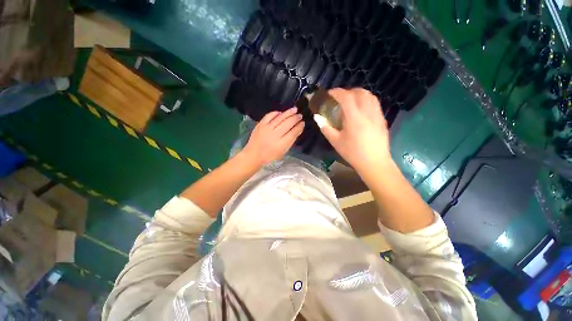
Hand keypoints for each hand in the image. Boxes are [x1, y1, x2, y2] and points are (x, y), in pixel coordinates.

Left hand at [242, 107, 304, 165]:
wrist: (254, 155)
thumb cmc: (270, 156)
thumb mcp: (283, 152)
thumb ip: (290, 141)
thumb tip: (298, 130)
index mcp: (281, 144)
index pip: (293, 132)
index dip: (299, 127)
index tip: (303, 123)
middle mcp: (275, 135)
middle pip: (288, 123)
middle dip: (295, 118)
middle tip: (300, 115)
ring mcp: (267, 128)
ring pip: (280, 118)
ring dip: (288, 113)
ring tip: (294, 109)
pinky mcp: (260, 125)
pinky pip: (269, 115)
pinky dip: (276, 113)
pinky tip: (281, 112)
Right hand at [314, 88, 390, 172]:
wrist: (374, 162)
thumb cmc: (352, 153)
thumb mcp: (335, 141)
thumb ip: (325, 127)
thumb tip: (317, 117)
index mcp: (354, 117)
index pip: (346, 97)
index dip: (336, 92)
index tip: (329, 94)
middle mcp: (367, 112)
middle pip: (359, 92)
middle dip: (347, 91)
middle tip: (339, 98)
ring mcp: (377, 114)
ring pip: (369, 95)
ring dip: (358, 94)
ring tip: (350, 101)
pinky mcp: (382, 119)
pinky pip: (374, 103)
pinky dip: (365, 100)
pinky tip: (360, 109)